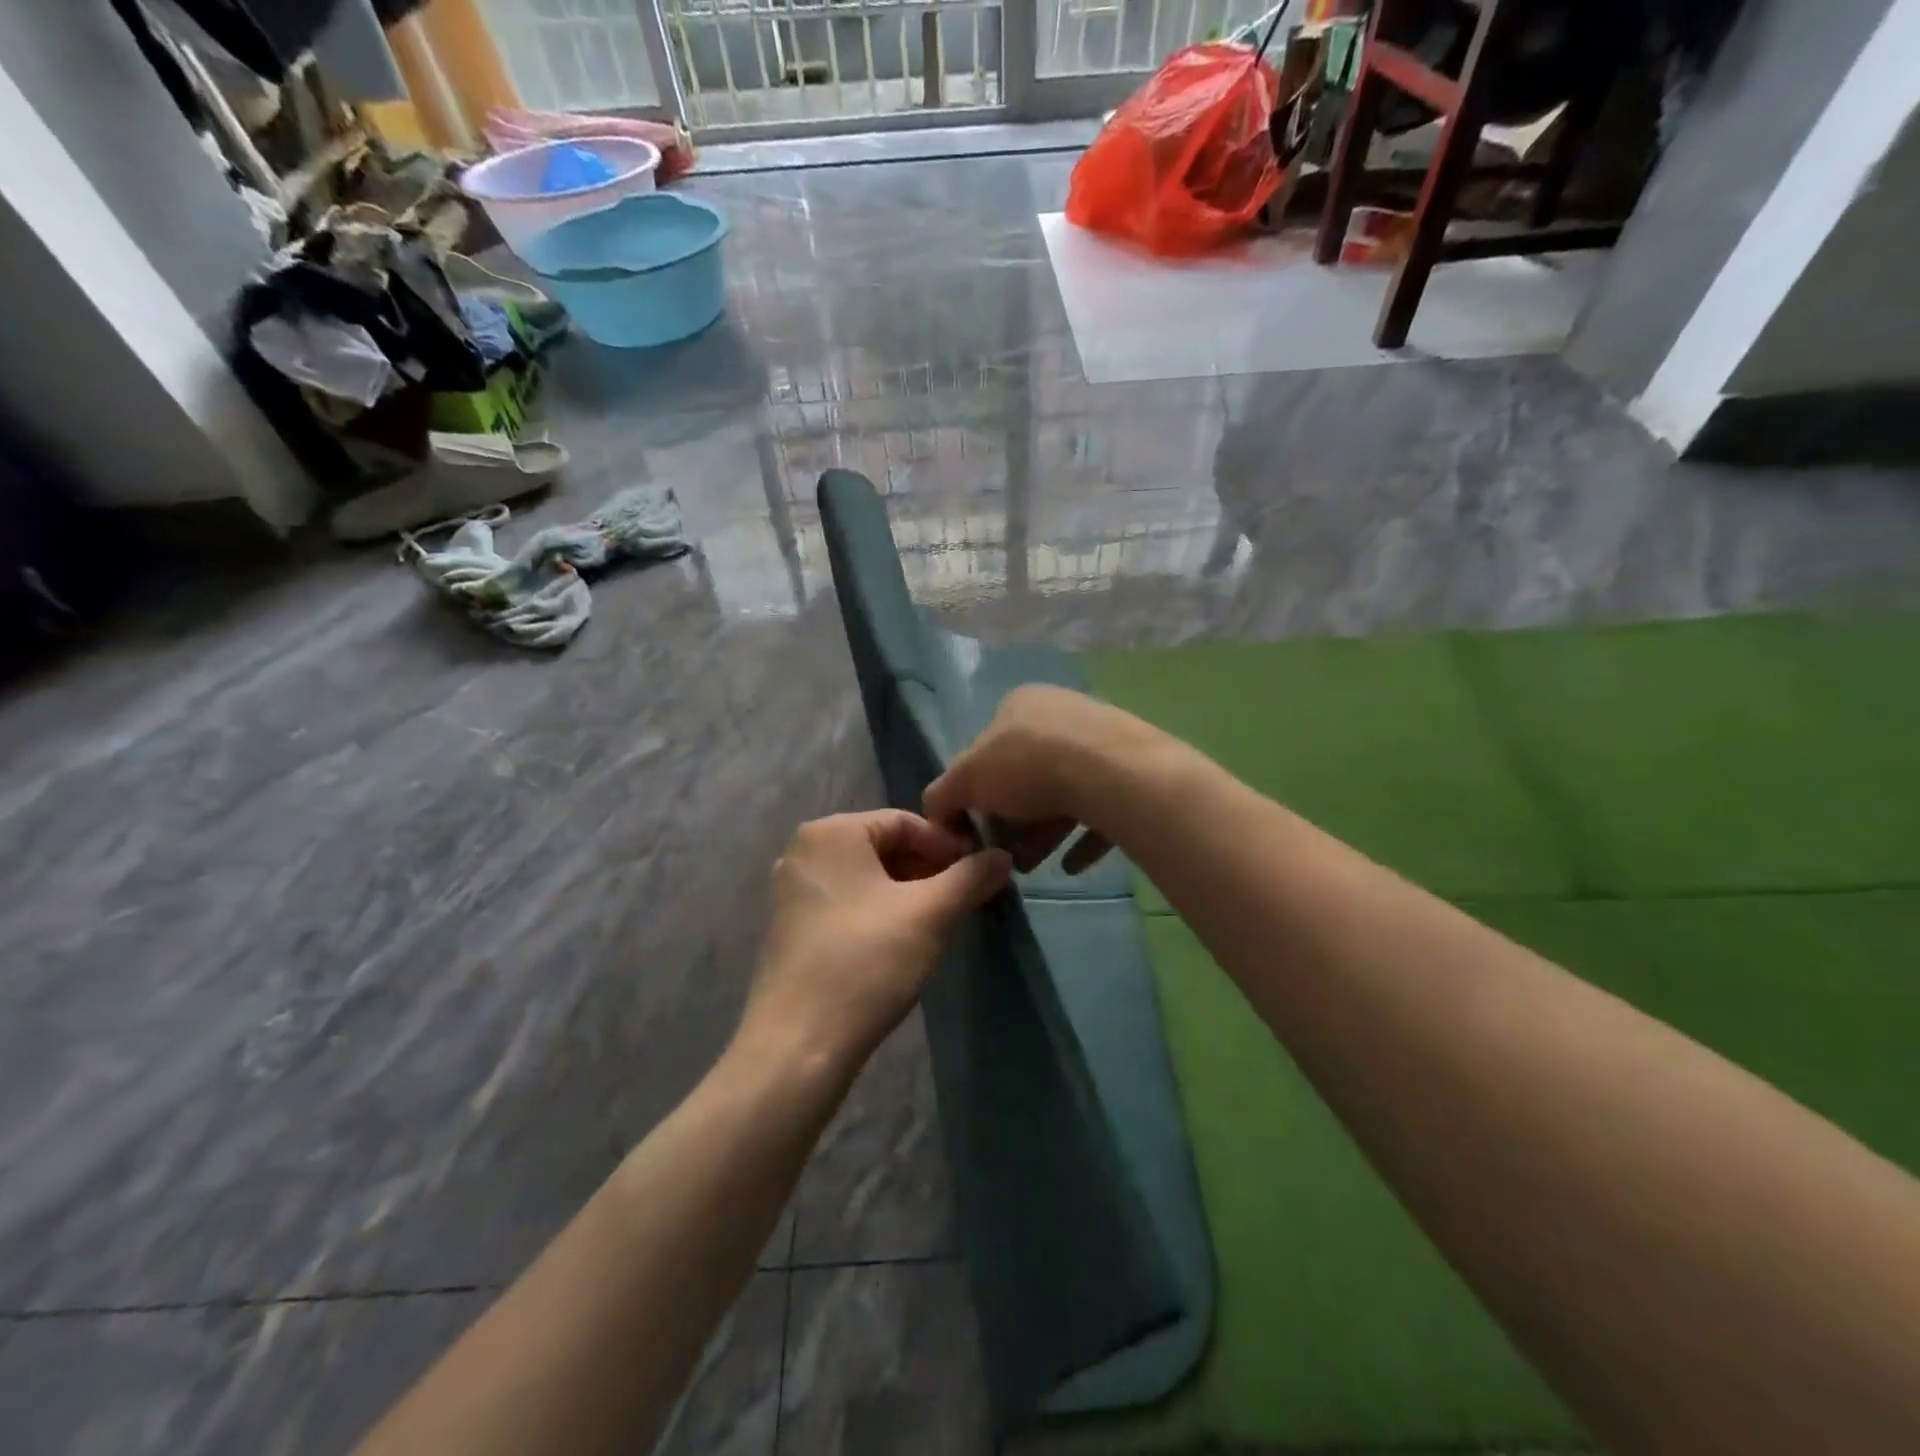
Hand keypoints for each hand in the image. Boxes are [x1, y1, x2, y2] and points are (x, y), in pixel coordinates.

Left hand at [739, 811, 1011, 1074]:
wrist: (799, 1044)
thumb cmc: (868, 962)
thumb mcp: (931, 914)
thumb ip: (971, 877)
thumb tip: (1002, 856)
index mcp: (832, 832)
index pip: (906, 821)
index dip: (948, 846)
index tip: (978, 876)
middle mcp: (804, 851)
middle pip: (883, 847)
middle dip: (928, 871)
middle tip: (963, 901)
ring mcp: (791, 891)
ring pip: (866, 878)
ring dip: (907, 894)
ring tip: (938, 924)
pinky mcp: (789, 928)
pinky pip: (845, 903)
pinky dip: (878, 913)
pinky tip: (900, 944)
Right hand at [923, 685, 1165, 874]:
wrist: (1113, 774)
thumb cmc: (1029, 766)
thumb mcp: (967, 779)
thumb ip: (942, 795)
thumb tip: (935, 816)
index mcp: (1020, 704)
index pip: (986, 748)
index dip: (976, 792)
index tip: (975, 830)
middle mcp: (1061, 714)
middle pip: (1026, 776)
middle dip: (1011, 820)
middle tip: (1003, 855)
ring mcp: (1100, 742)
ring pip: (1062, 793)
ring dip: (1042, 833)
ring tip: (1031, 867)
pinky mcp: (1130, 773)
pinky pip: (1100, 810)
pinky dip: (1082, 838)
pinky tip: (1071, 866)